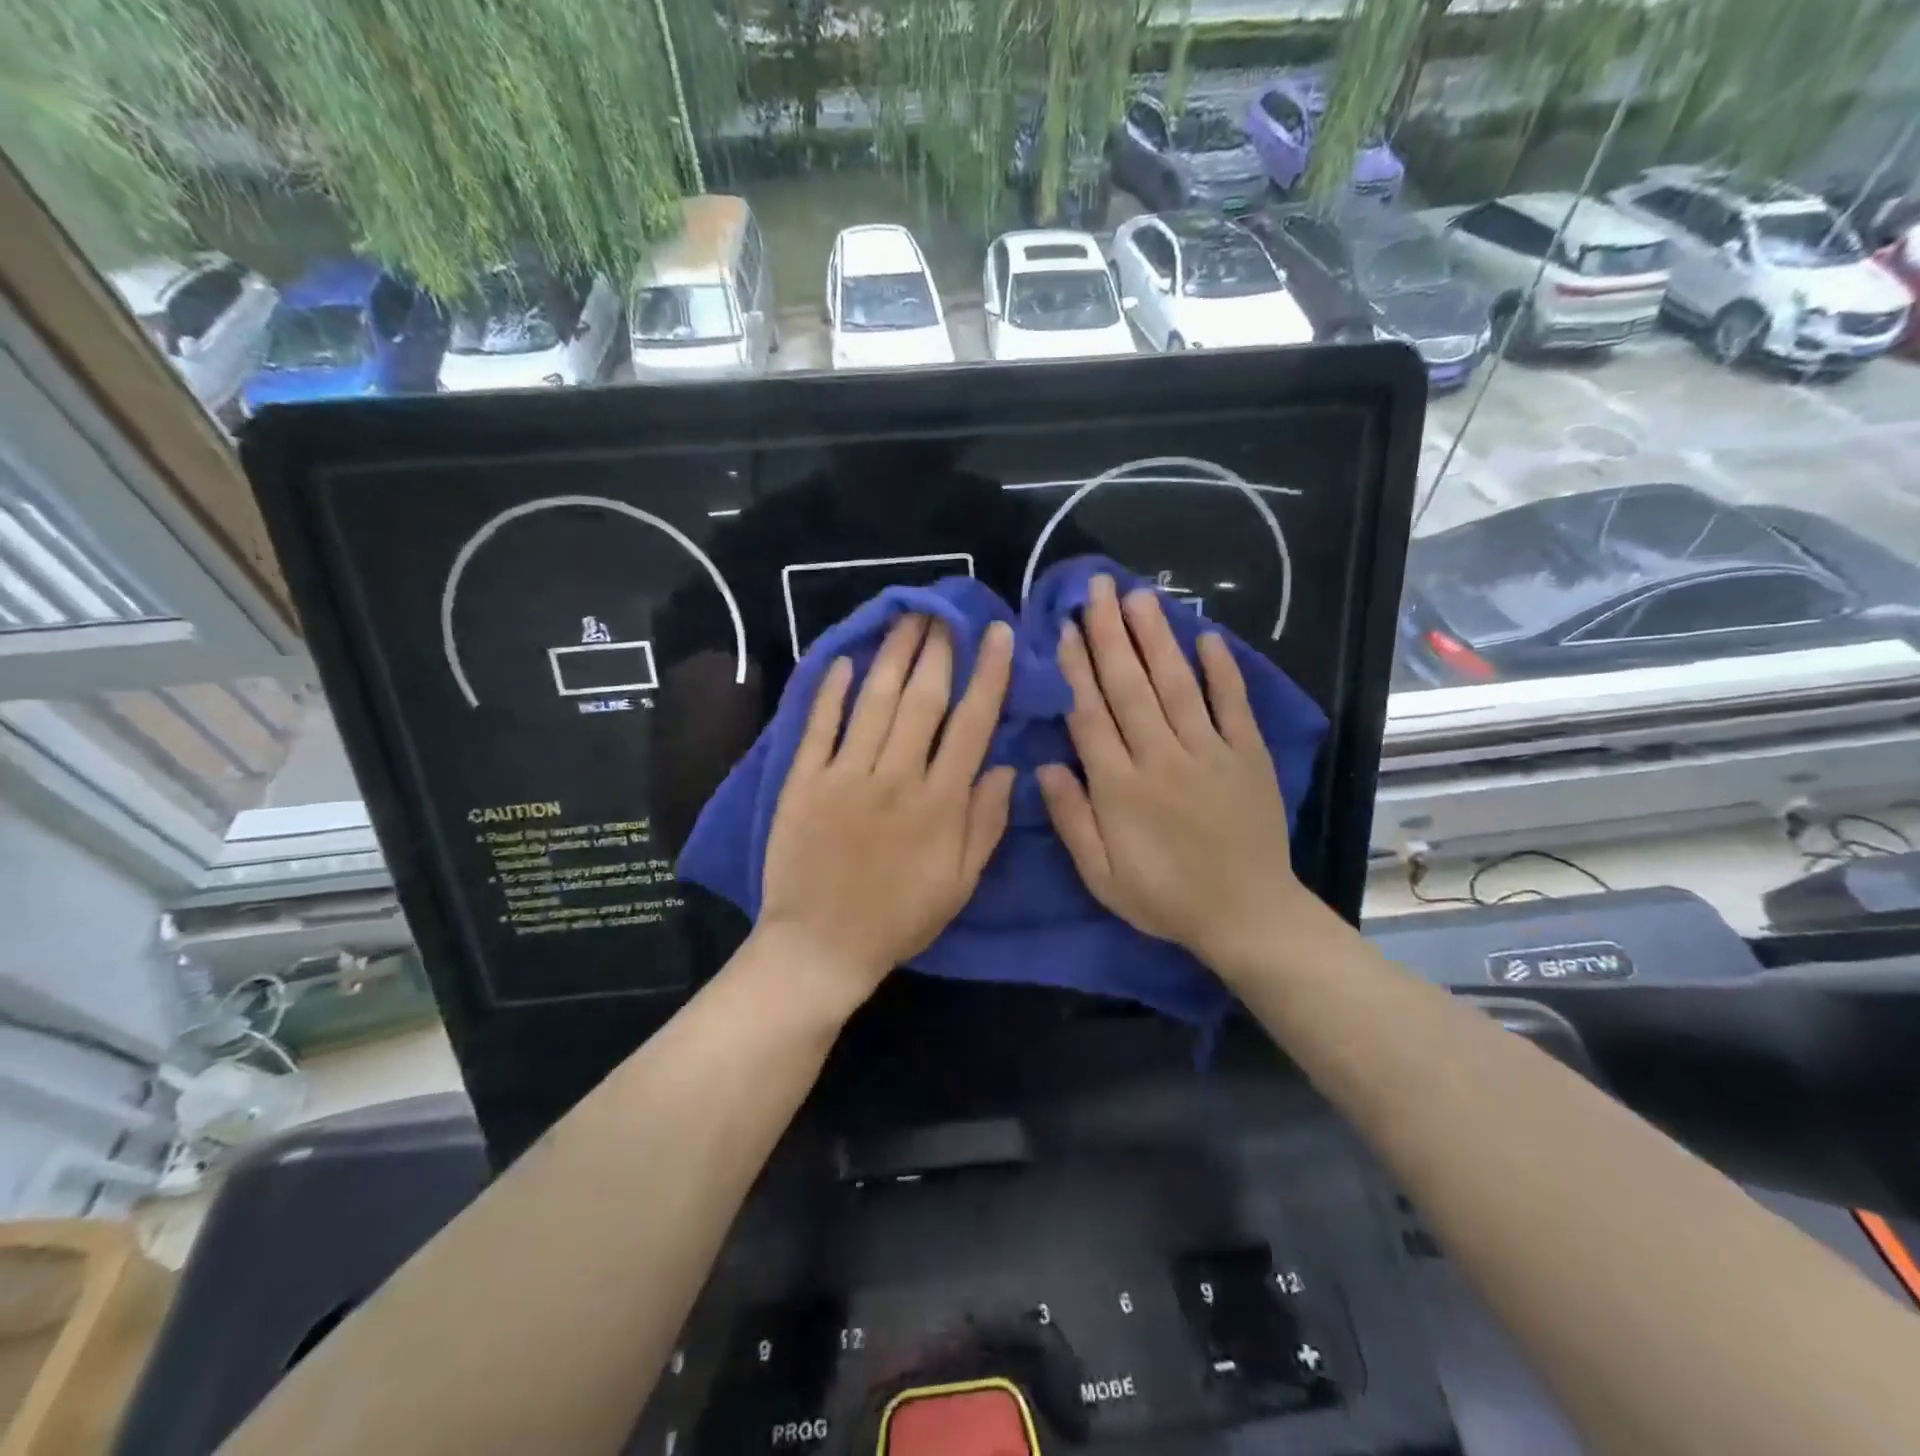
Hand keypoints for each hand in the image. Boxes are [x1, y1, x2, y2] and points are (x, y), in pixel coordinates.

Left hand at [758, 615, 1015, 1009]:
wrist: (821, 946)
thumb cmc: (899, 918)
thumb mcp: (960, 883)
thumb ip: (985, 823)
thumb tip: (1006, 767)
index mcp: (940, 802)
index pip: (972, 723)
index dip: (988, 675)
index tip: (997, 635)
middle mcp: (896, 776)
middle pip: (923, 699)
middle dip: (939, 649)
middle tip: (945, 610)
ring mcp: (846, 775)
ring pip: (875, 701)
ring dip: (893, 655)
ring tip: (906, 618)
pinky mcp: (805, 780)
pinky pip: (820, 725)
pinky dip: (830, 691)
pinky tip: (842, 660)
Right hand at [1036, 576, 1308, 978]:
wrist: (1246, 915)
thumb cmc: (1164, 897)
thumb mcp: (1101, 876)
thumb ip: (1071, 820)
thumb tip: (1041, 766)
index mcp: (1120, 787)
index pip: (1090, 715)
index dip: (1075, 670)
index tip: (1064, 629)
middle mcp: (1161, 758)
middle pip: (1129, 687)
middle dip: (1110, 634)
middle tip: (1097, 589)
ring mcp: (1209, 753)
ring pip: (1176, 685)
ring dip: (1155, 638)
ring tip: (1139, 597)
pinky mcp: (1247, 755)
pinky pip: (1233, 705)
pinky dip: (1222, 670)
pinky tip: (1207, 636)